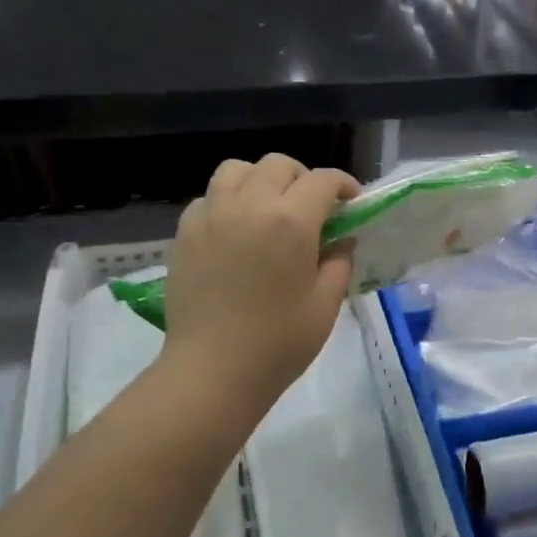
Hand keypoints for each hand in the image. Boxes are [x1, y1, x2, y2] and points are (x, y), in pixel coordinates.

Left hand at [161, 155, 359, 413]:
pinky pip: (208, 197)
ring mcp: (212, 216)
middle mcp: (249, 205)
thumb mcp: (325, 304)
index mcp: (290, 222)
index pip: (322, 180)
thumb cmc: (279, 343)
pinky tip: (235, 229)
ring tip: (268, 207)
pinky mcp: (185, 233)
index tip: (350, 202)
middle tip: (311, 207)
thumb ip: (339, 261)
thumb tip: (340, 239)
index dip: (342, 185)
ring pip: (236, 169)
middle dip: (302, 178)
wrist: (212, 371)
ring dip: (260, 179)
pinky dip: (227, 201)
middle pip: (279, 165)